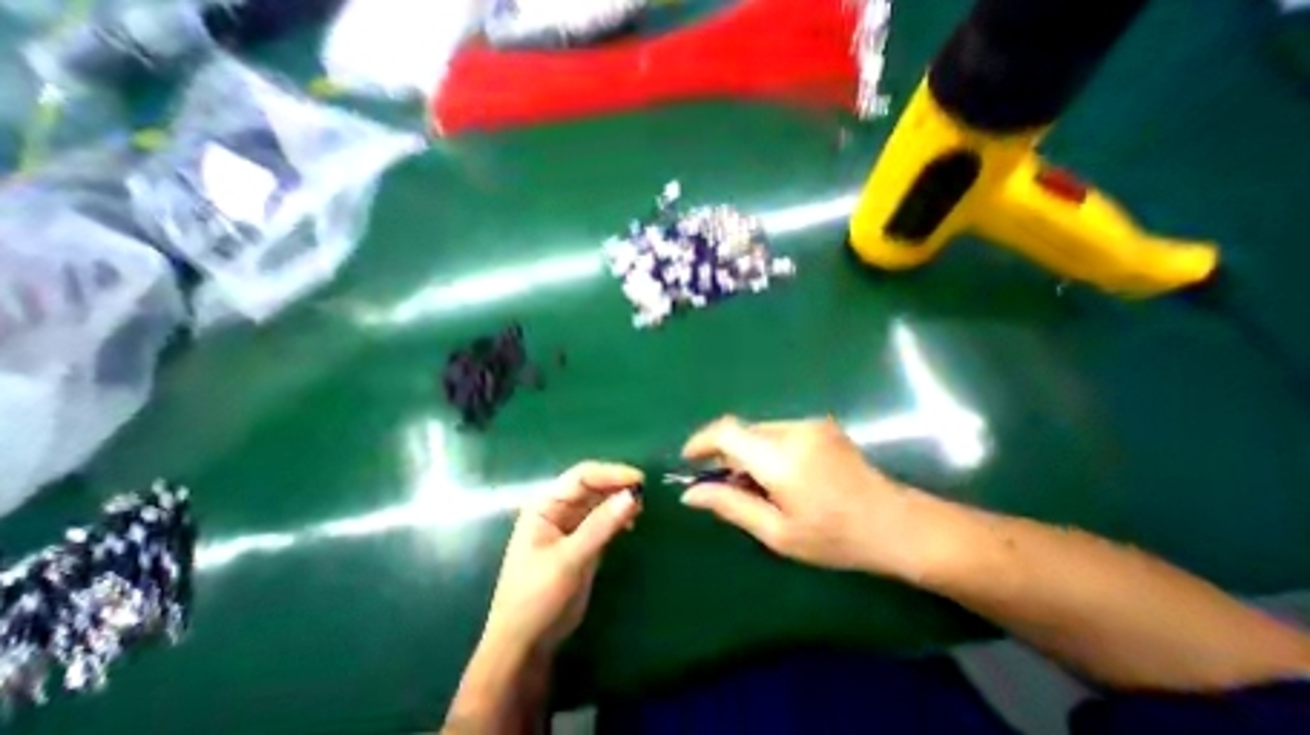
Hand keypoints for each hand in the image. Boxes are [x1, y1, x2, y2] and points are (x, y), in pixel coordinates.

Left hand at [483, 462, 641, 658]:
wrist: (525, 646)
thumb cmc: (537, 599)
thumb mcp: (569, 560)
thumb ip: (600, 526)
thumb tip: (632, 495)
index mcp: (546, 505)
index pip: (582, 476)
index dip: (611, 473)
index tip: (638, 480)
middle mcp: (558, 509)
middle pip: (592, 485)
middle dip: (617, 485)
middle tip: (643, 493)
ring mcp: (571, 525)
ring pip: (600, 501)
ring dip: (619, 500)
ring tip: (640, 507)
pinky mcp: (582, 541)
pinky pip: (603, 519)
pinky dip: (618, 517)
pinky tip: (631, 523)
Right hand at [686, 417, 919, 576]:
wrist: (898, 525)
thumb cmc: (836, 539)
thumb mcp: (777, 533)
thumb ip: (730, 506)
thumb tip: (690, 494)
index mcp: (782, 460)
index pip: (727, 433)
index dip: (702, 441)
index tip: (690, 459)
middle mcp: (793, 432)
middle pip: (742, 432)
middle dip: (728, 456)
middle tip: (732, 488)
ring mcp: (810, 424)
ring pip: (759, 431)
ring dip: (749, 453)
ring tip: (763, 486)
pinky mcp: (820, 424)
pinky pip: (778, 431)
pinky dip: (768, 449)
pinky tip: (785, 475)